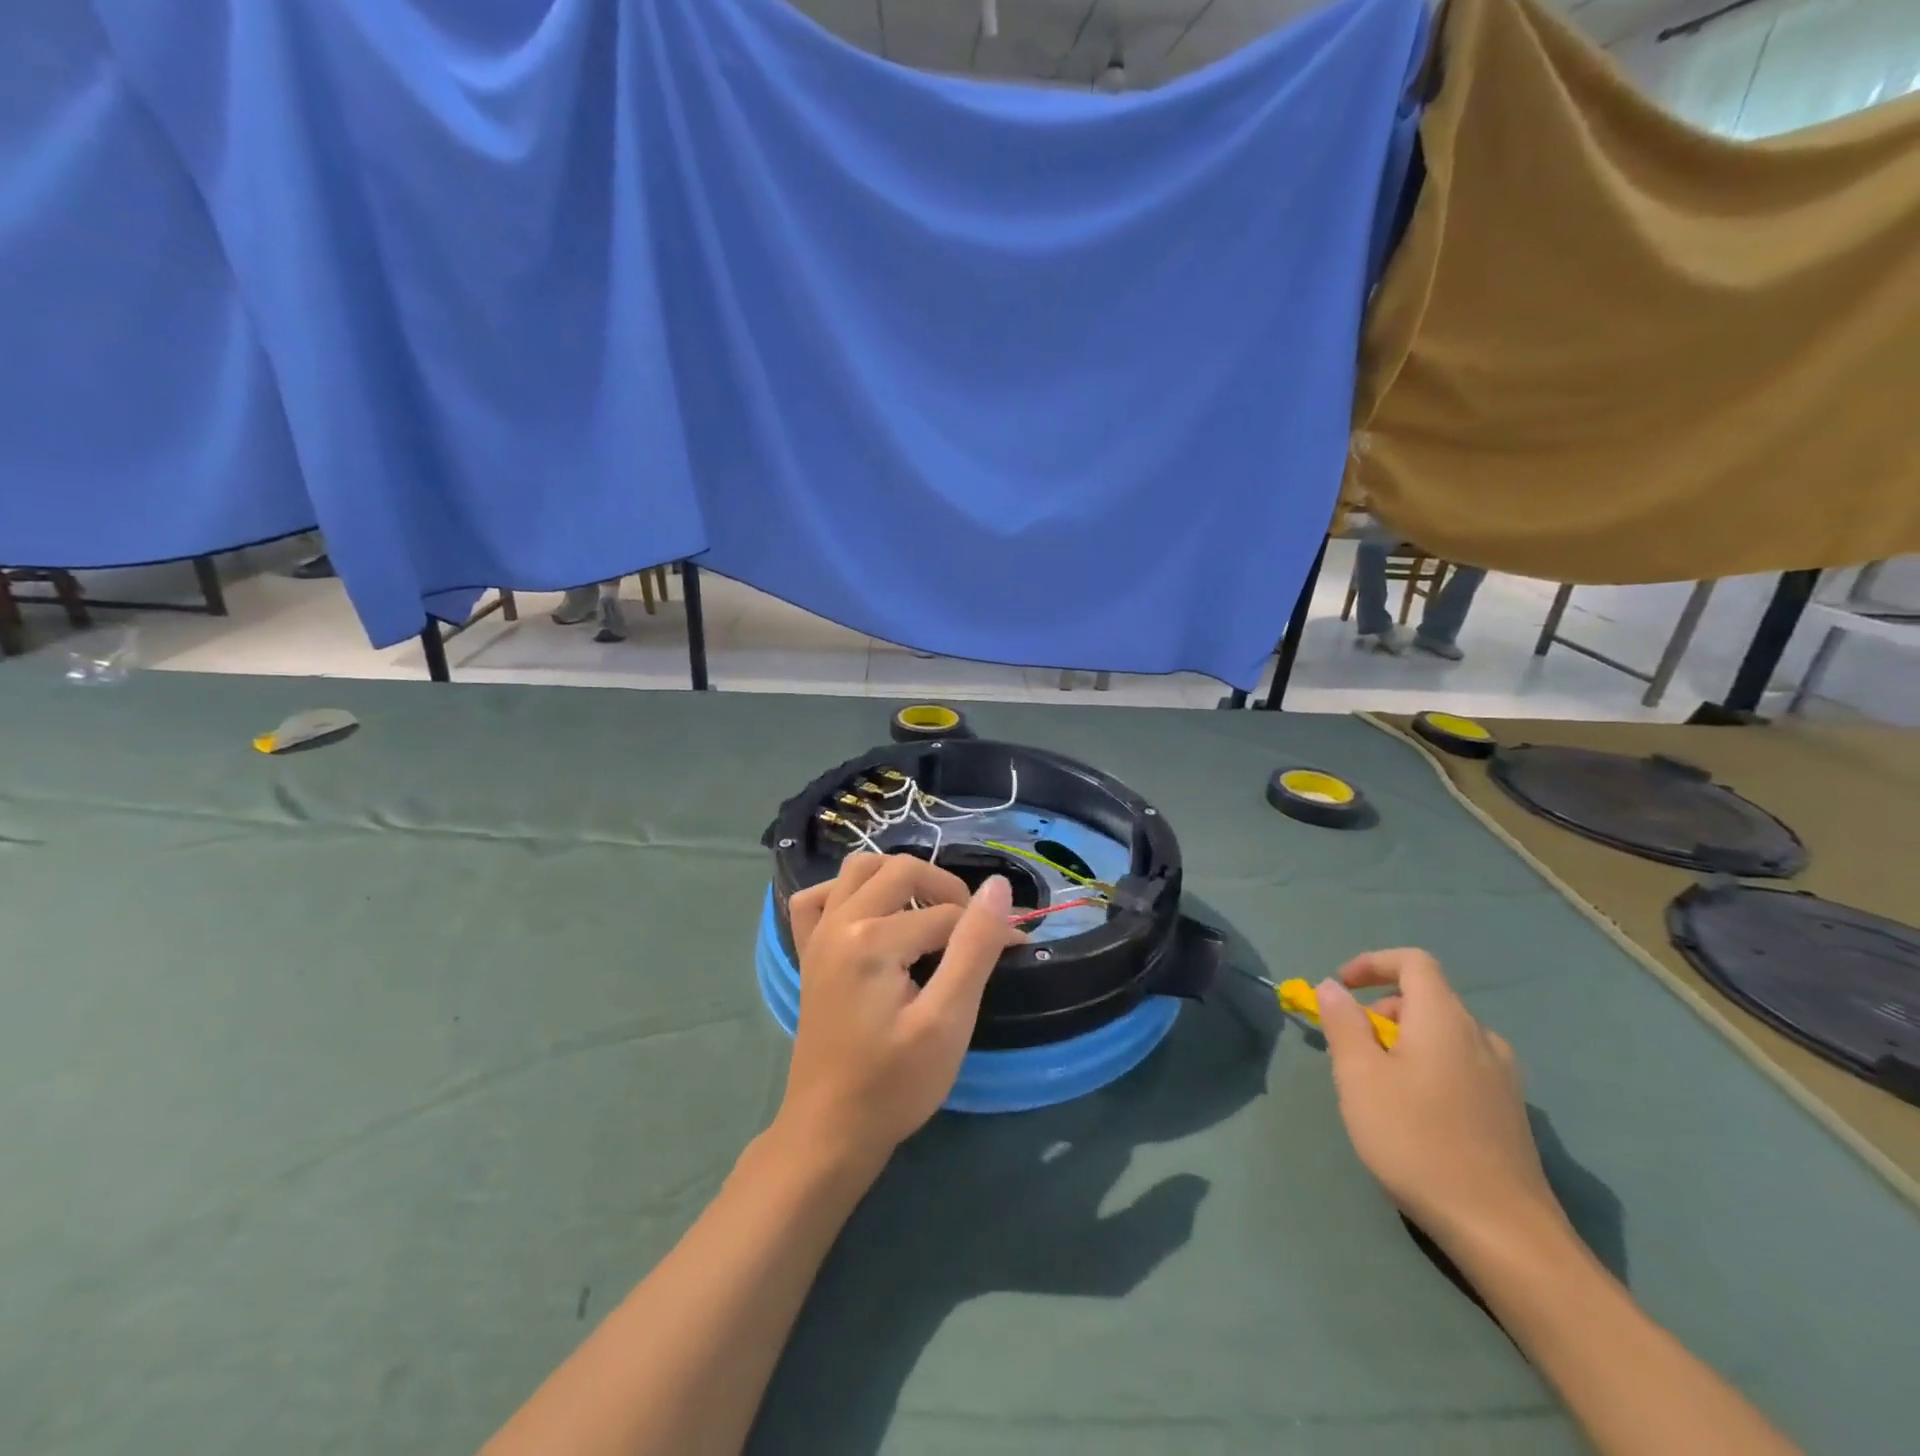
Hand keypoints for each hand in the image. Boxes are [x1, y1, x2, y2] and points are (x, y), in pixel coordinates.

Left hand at [778, 854, 1021, 1167]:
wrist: (830, 1131)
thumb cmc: (895, 1083)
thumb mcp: (948, 1020)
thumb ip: (975, 947)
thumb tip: (997, 887)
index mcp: (872, 939)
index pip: (946, 913)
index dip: (987, 928)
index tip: (1016, 949)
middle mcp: (839, 922)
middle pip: (902, 871)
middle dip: (947, 889)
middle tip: (972, 930)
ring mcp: (817, 935)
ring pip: (859, 869)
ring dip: (899, 877)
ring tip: (929, 911)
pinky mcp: (808, 952)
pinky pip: (818, 898)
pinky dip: (846, 893)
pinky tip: (868, 915)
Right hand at [1316, 949, 1562, 1249]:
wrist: (1503, 1232)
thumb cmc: (1417, 1140)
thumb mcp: (1359, 1076)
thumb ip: (1342, 1023)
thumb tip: (1333, 987)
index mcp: (1445, 1019)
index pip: (1412, 961)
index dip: (1372, 963)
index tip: (1340, 988)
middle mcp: (1481, 1037)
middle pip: (1425, 999)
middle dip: (1380, 1011)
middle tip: (1351, 1051)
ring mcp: (1503, 1077)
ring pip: (1442, 1036)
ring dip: (1403, 1042)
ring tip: (1378, 1086)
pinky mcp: (1510, 1112)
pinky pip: (1460, 1066)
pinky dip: (1428, 1068)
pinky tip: (1415, 1115)